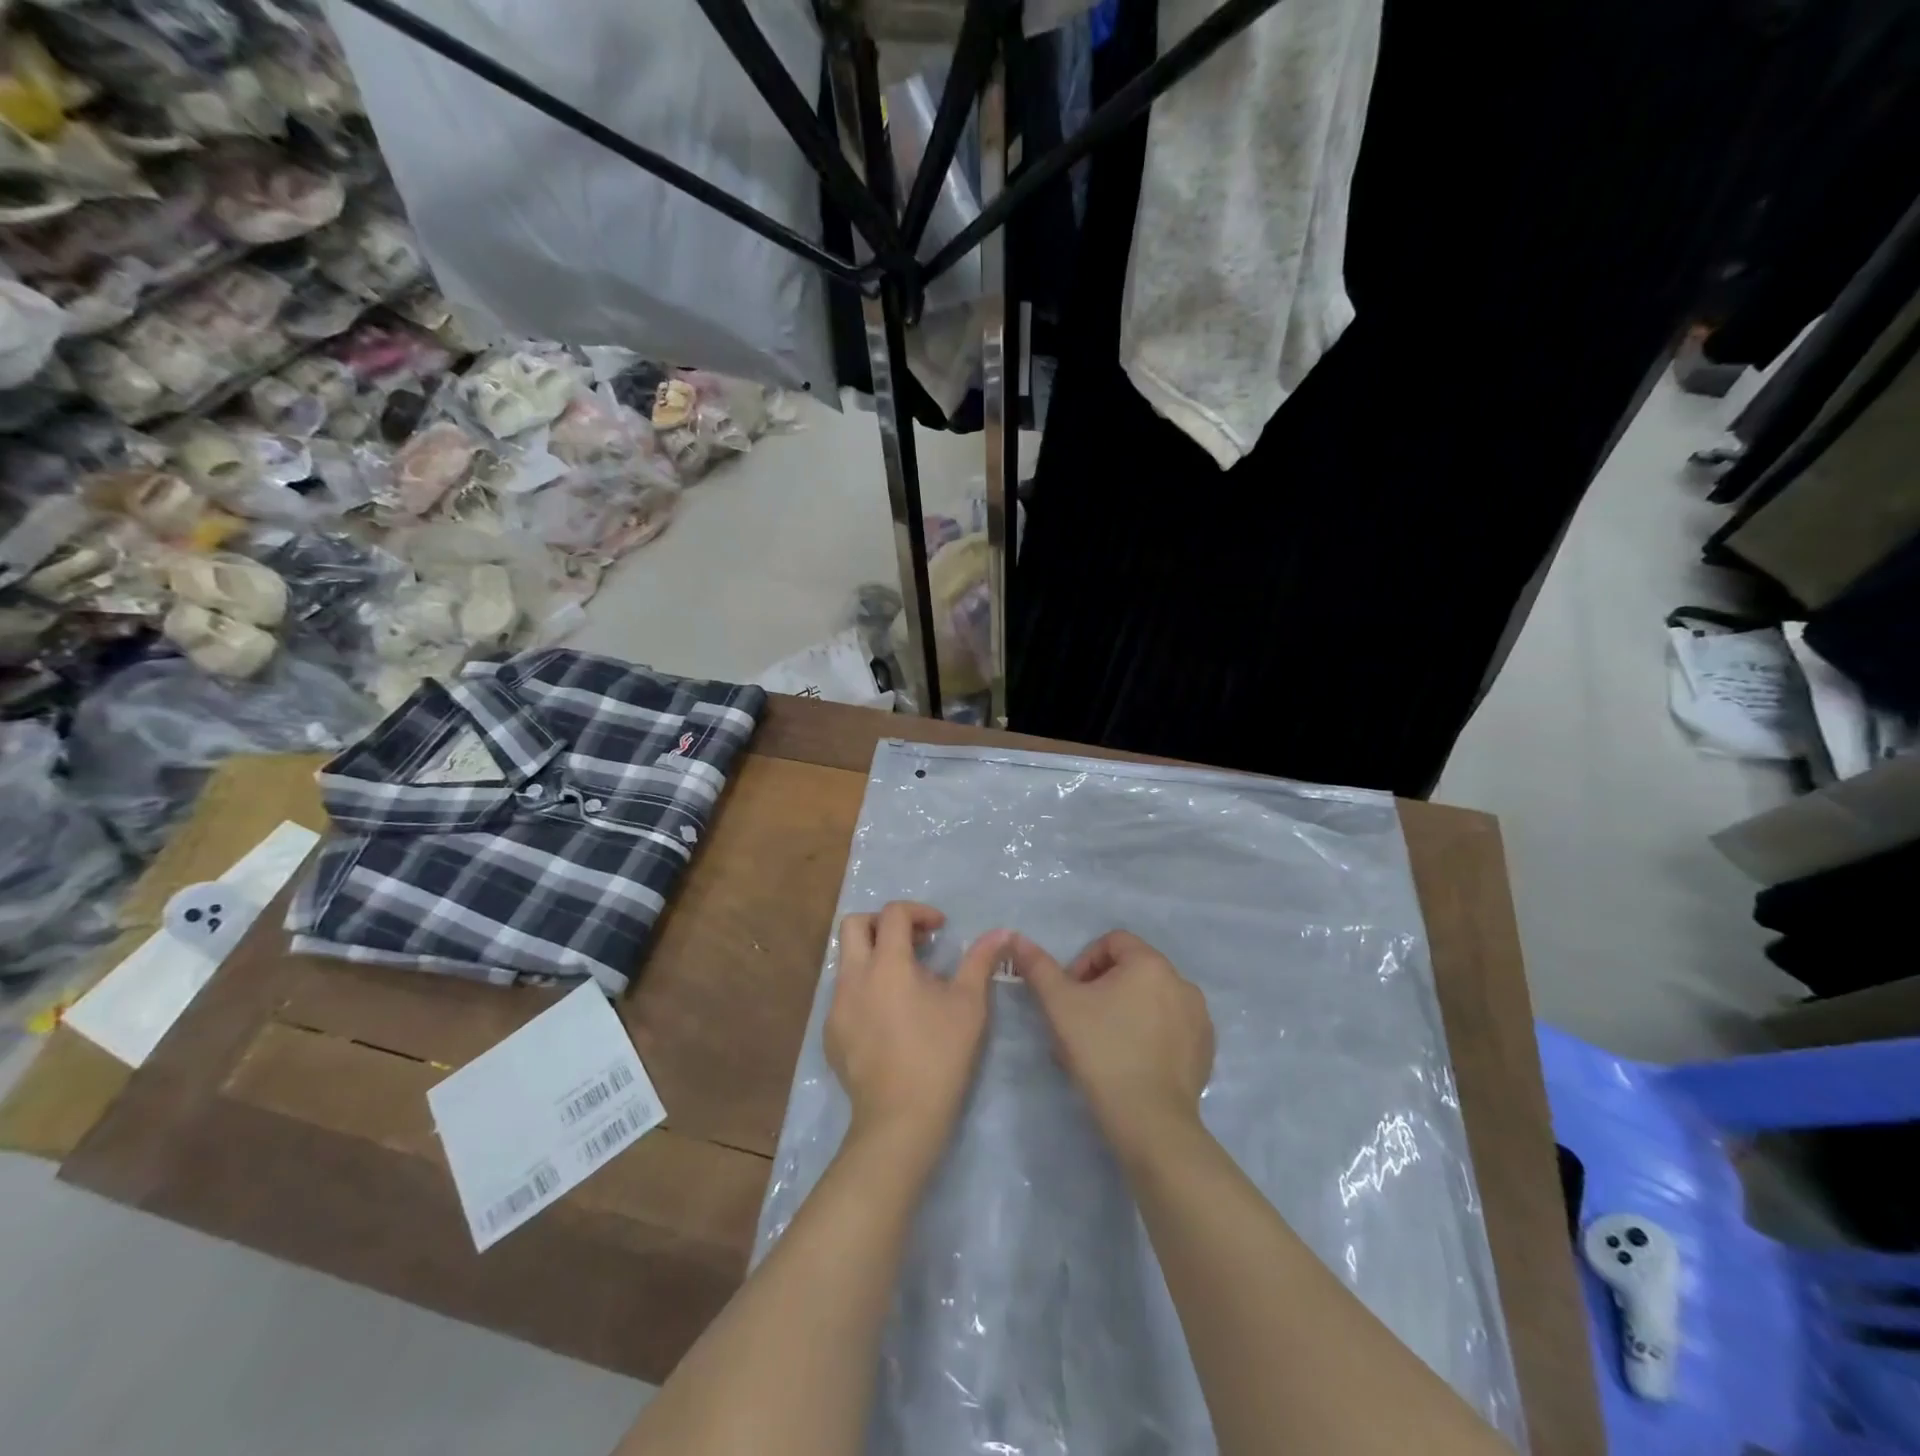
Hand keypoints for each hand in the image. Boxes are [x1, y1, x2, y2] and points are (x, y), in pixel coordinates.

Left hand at [826, 902, 1010, 1152]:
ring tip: (905, 981)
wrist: (900, 1120)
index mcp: (886, 964)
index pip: (893, 914)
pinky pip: (843, 995)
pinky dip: (864, 989)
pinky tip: (889, 1017)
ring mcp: (836, 1007)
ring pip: (846, 961)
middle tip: (913, 941)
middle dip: (883, 923)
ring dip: (873, 956)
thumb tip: (1001, 932)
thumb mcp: (969, 1004)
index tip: (940, 929)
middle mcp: (853, 977)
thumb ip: (981, 961)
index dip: (918, 912)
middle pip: (855, 925)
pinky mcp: (831, 1034)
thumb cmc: (940, 1055)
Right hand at [1008, 930, 1214, 1159]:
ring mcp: (1199, 1017)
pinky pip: (1172, 1026)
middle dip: (1103, 988)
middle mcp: (1182, 982)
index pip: (1112, 942)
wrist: (1149, 1122)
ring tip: (1104, 1043)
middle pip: (1132, 969)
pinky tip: (1132, 1060)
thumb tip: (1016, 938)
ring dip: (1126, 1010)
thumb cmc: (1101, 1052)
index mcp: (1150, 964)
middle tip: (1082, 1020)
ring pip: (1152, 999)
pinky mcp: (1205, 1049)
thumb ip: (1038, 967)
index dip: (1084, 963)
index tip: (1070, 996)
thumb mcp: (1060, 1005)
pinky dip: (1151, 1033)